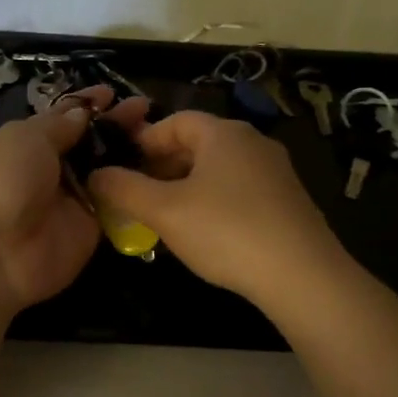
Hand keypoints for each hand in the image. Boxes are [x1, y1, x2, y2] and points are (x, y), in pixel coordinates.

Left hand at [0, 87, 142, 317]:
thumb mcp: (24, 138)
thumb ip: (58, 125)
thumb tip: (82, 113)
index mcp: (21, 143)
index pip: (59, 118)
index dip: (85, 104)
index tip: (112, 92)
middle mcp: (46, 170)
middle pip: (87, 143)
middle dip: (113, 125)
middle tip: (145, 109)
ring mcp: (69, 200)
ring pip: (104, 171)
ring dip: (129, 152)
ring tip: (160, 133)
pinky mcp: (89, 228)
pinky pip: (115, 203)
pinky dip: (134, 187)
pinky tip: (162, 167)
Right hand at [87, 110, 344, 308]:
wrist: (301, 275)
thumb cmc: (226, 231)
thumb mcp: (164, 211)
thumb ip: (124, 189)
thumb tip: (96, 174)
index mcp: (223, 133)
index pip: (175, 121)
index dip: (143, 141)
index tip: (121, 167)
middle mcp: (253, 142)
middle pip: (197, 144)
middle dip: (162, 166)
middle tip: (138, 196)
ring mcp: (275, 171)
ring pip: (218, 169)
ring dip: (186, 186)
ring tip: (165, 217)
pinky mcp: (288, 201)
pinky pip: (239, 190)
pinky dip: (214, 201)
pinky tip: (204, 232)